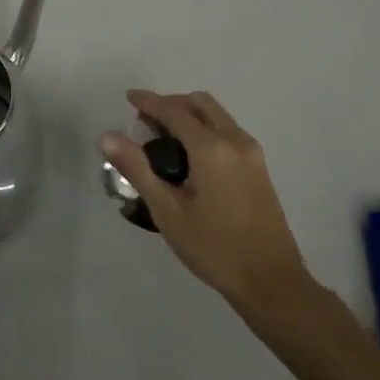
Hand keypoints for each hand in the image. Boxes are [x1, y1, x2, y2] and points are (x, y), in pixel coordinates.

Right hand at [100, 89, 315, 314]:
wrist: (271, 282)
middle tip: (145, 122)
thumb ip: (137, 169)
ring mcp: (252, 153)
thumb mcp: (167, 211)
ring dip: (189, 114)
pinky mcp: (259, 167)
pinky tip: (190, 156)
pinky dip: (204, 128)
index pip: (174, 110)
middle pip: (199, 104)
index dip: (148, 101)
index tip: (128, 97)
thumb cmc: (214, 248)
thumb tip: (107, 136)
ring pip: (216, 115)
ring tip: (163, 138)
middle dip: (171, 103)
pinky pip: (227, 131)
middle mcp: (235, 141)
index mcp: (211, 148)